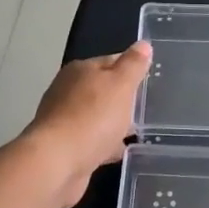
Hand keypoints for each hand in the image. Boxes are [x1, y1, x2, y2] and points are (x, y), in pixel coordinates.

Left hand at [22, 42, 152, 207]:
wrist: (57, 163)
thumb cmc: (93, 117)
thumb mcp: (121, 84)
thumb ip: (133, 65)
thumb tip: (143, 44)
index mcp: (80, 70)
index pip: (112, 61)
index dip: (132, 69)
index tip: (150, 81)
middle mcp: (68, 91)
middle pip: (103, 90)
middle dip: (123, 99)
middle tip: (147, 109)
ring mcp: (64, 120)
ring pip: (97, 116)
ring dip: (113, 123)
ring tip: (136, 132)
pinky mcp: (64, 146)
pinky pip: (91, 140)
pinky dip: (104, 144)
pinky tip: (118, 152)